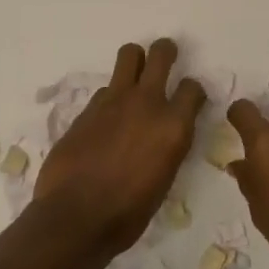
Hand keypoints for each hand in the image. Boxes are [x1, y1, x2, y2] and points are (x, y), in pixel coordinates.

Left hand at [34, 38, 205, 253]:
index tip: (188, 99)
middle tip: (165, 58)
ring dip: (135, 61)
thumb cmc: (128, 213)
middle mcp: (147, 103)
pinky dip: (110, 98)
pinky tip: (105, 119)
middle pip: (161, 53)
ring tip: (134, 75)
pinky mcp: (88, 107)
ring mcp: (114, 101)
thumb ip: (167, 146)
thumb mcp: (164, 179)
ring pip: (129, 55)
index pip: (193, 88)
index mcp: (174, 126)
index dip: (192, 91)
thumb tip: (161, 136)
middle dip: (165, 51)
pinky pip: (105, 89)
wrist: (76, 217)